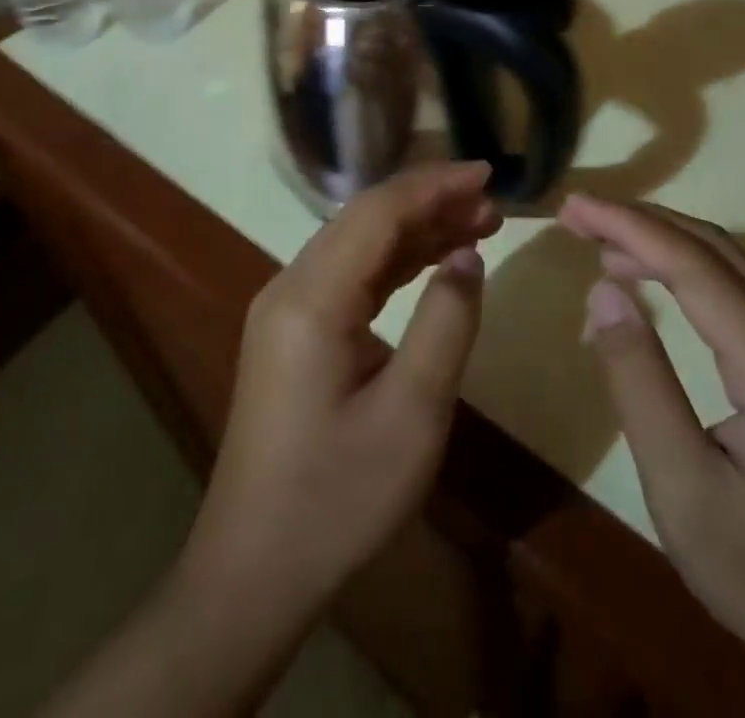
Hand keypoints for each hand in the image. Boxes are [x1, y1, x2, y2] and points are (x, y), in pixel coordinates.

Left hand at [46, 162, 498, 717]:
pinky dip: (394, 261)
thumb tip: (466, 255)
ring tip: (476, 222)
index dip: (435, 185)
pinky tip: (431, 260)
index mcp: (312, 298)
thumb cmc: (338, 497)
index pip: (379, 212)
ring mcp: (285, 308)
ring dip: (415, 228)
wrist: (254, 571)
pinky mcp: (291, 332)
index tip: (488, 174)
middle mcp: (290, 286)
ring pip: (357, 243)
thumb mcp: (413, 414)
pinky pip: (348, 275)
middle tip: (491, 202)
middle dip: (429, 201)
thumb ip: (446, 321)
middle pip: (365, 218)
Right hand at [563, 195, 744, 717]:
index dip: (628, 226)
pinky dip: (691, 269)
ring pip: (734, 263)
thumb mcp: (684, 492)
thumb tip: (603, 291)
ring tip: (602, 242)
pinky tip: (656, 280)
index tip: (572, 207)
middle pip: (717, 248)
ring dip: (666, 241)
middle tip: (579, 216)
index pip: (694, 264)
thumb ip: (639, 383)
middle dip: (642, 222)